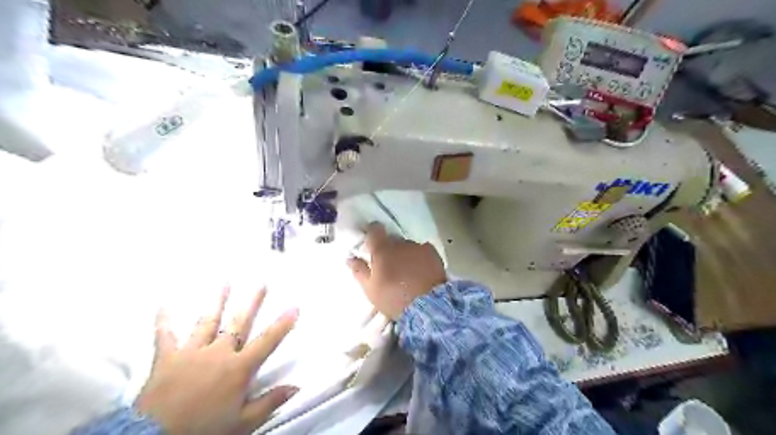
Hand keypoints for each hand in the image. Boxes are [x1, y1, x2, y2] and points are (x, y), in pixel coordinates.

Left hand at [135, 289, 297, 434]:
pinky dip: (164, 320)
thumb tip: (296, 387)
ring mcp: (192, 351)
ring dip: (217, 301)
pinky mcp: (168, 357)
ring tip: (225, 282)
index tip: (294, 307)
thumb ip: (269, 402)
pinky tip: (163, 304)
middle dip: (252, 302)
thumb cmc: (203, 430)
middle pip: (239, 323)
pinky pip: (165, 335)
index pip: (267, 341)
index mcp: (238, 368)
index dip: (282, 324)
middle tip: (261, 283)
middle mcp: (218, 353)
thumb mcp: (242, 423)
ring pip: (208, 321)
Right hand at [349, 221, 444, 318]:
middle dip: (389, 248)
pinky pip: (423, 250)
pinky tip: (421, 270)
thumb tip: (350, 257)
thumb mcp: (370, 289)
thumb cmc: (393, 298)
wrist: (428, 306)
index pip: (375, 229)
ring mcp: (418, 247)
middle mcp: (400, 243)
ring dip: (405, 253)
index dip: (372, 232)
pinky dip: (420, 257)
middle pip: (392, 239)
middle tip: (388, 265)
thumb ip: (359, 270)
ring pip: (407, 246)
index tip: (371, 242)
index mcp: (382, 249)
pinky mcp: (433, 254)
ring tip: (407, 271)